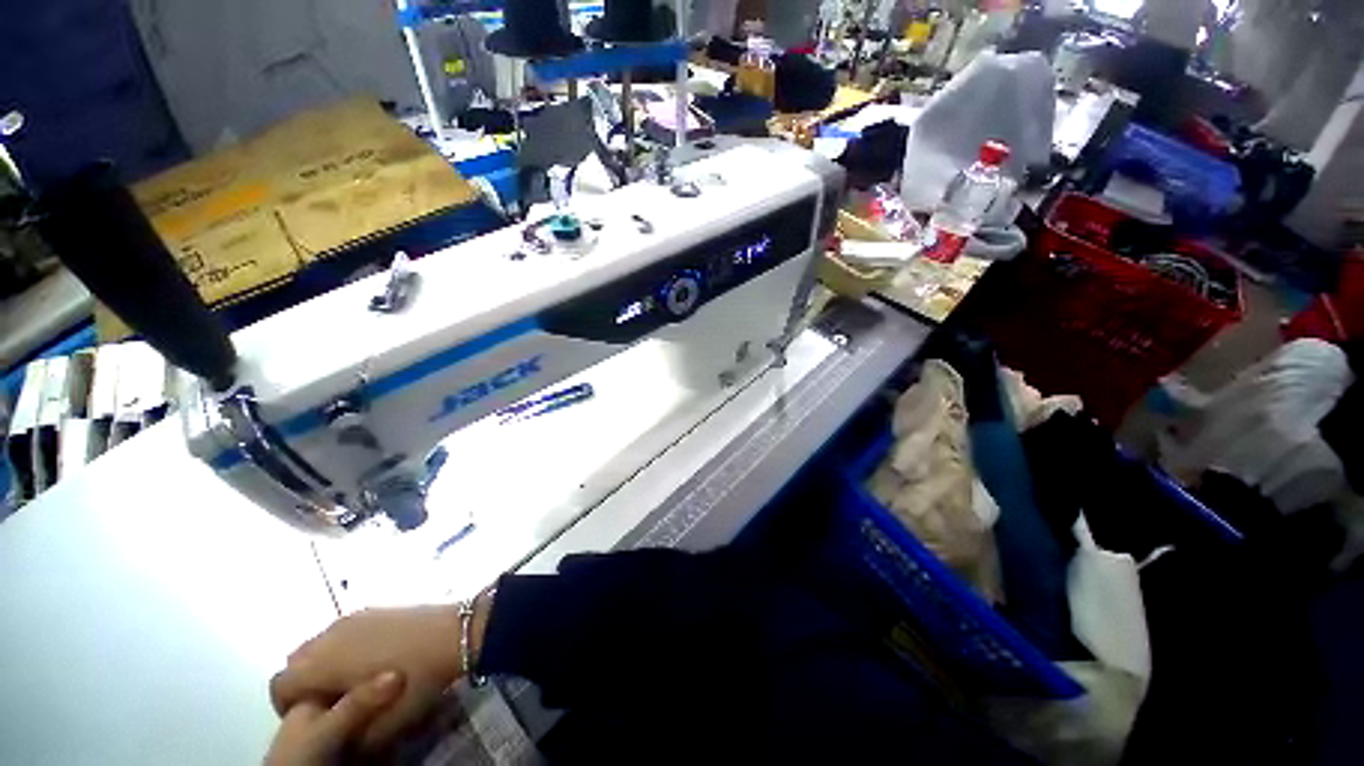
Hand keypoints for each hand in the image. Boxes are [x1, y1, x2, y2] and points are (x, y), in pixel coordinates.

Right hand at [270, 605, 463, 752]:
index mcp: (322, 663)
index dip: (288, 707)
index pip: (280, 685)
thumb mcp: (382, 725)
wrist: (456, 632)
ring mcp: (353, 617)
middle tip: (332, 702)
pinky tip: (372, 659)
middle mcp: (330, 635)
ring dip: (324, 664)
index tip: (314, 718)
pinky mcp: (374, 609)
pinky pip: (341, 631)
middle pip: (296, 662)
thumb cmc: (416, 680)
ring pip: (318, 645)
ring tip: (352, 682)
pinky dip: (343, 647)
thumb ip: (347, 736)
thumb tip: (335, 739)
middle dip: (305, 684)